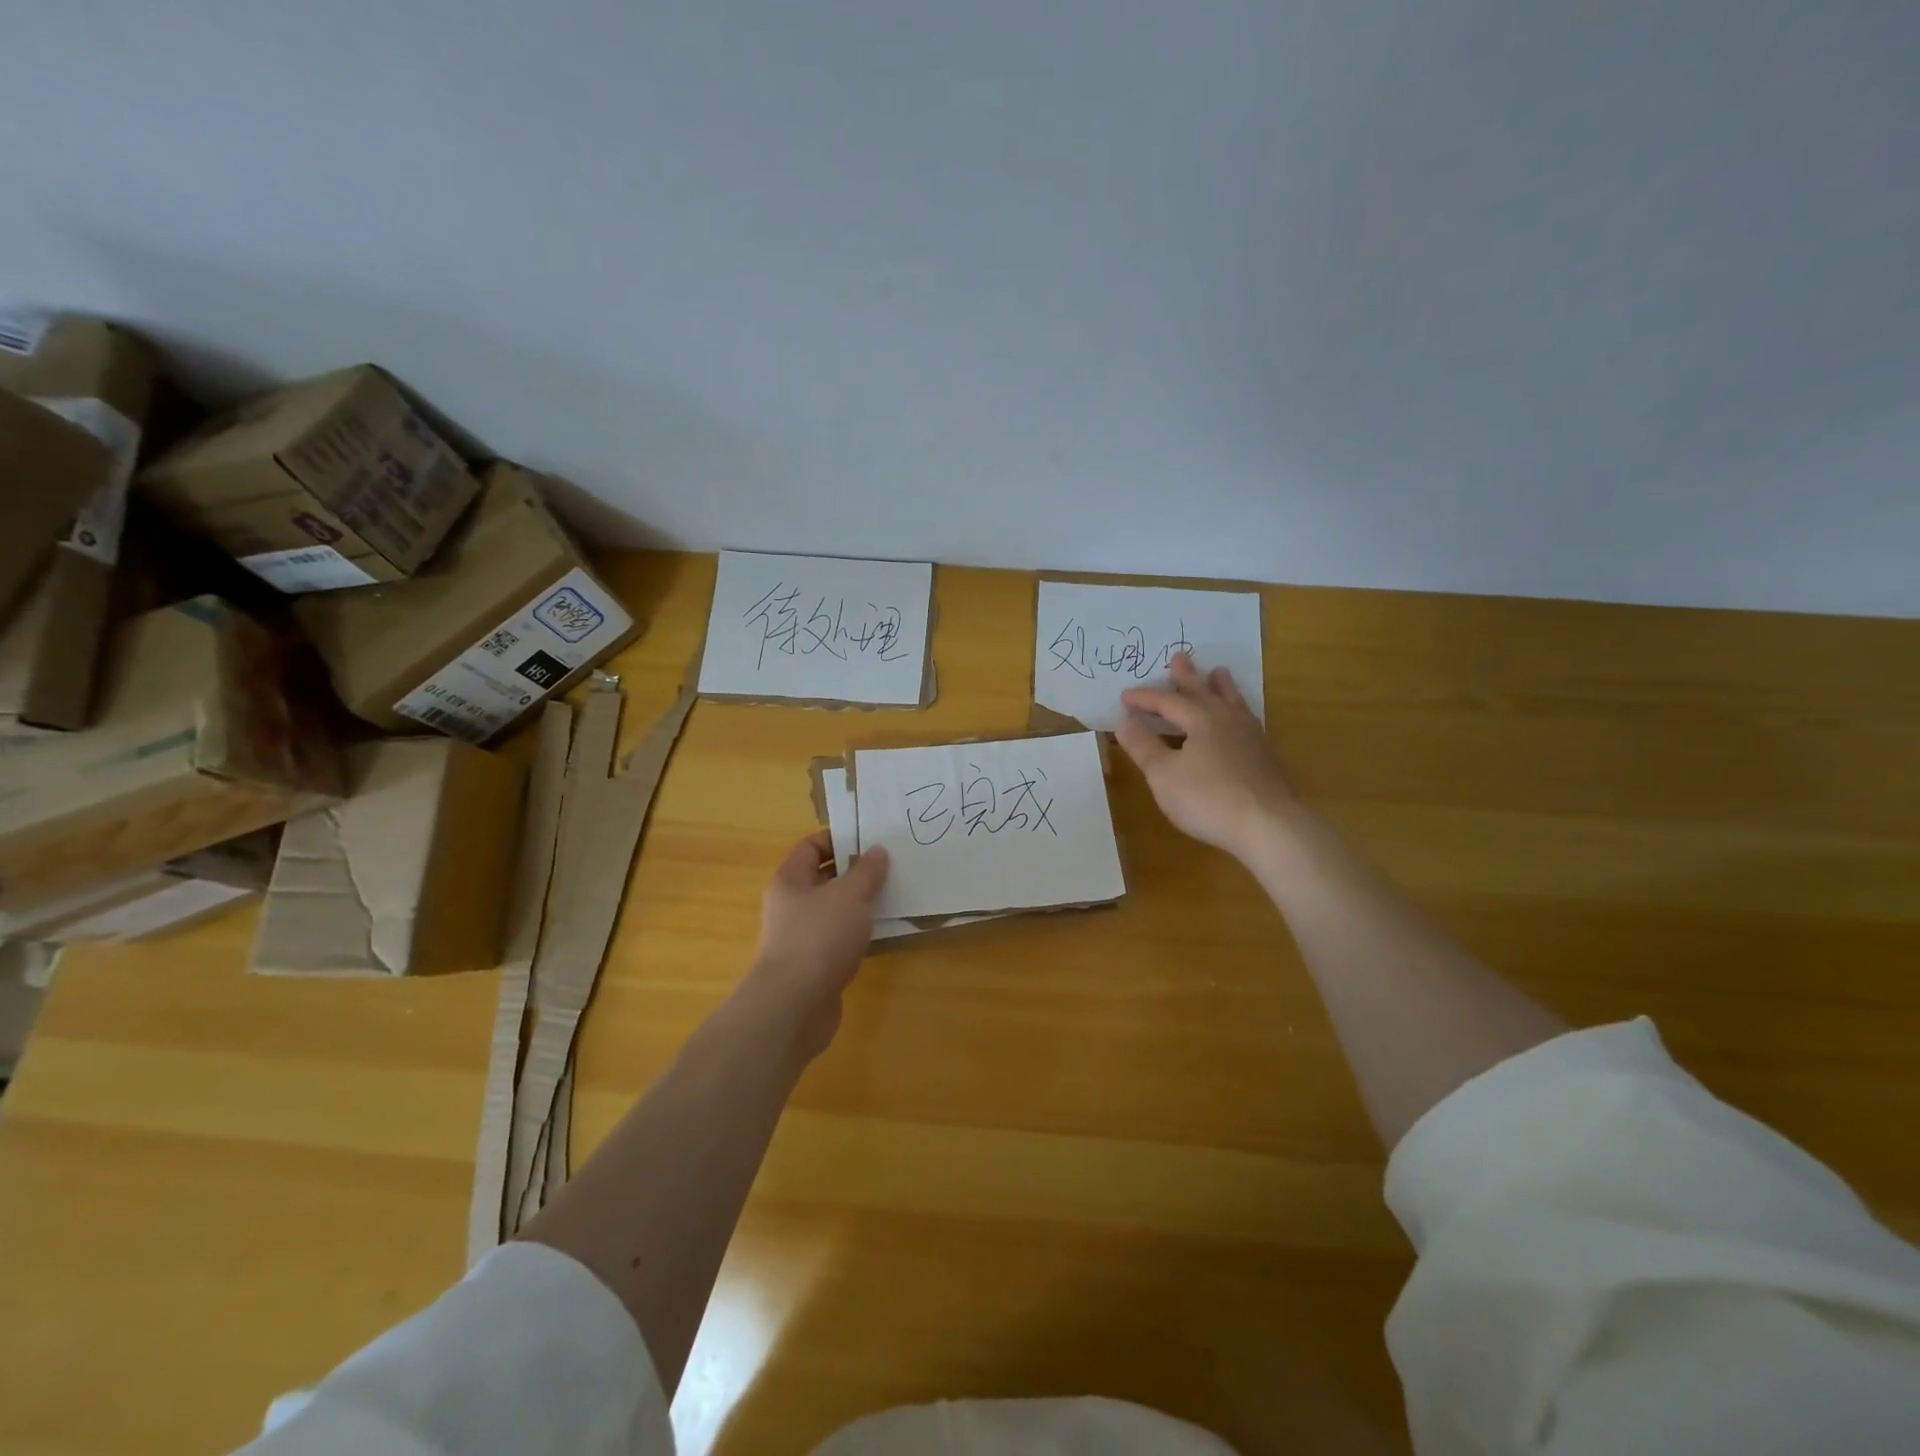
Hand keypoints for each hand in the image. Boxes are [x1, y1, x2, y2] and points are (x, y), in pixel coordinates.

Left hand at [744, 831, 889, 1058]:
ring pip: (833, 909)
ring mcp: (799, 936)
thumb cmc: (819, 937)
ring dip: (859, 905)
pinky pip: (837, 938)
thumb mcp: (850, 895)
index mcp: (790, 879)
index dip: (840, 839)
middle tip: (890, 868)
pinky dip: (857, 933)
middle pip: (824, 877)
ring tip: (893, 897)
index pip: (812, 846)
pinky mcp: (812, 964)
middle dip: (855, 872)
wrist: (794, 1005)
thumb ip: (866, 871)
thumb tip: (877, 851)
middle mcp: (790, 904)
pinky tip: (881, 934)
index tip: (872, 841)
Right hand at [1116, 653, 1295, 861]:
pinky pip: (1246, 719)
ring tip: (1219, 672)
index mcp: (1201, 719)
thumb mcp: (1164, 774)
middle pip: (1203, 691)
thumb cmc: (1207, 798)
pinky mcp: (1264, 756)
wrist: (1267, 825)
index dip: (1145, 698)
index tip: (1125, 696)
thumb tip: (1125, 721)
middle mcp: (1227, 719)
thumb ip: (1144, 747)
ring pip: (1232, 702)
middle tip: (1179, 656)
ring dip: (1221, 686)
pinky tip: (1240, 718)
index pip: (1167, 701)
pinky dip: (1236, 709)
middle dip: (1187, 676)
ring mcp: (1250, 736)